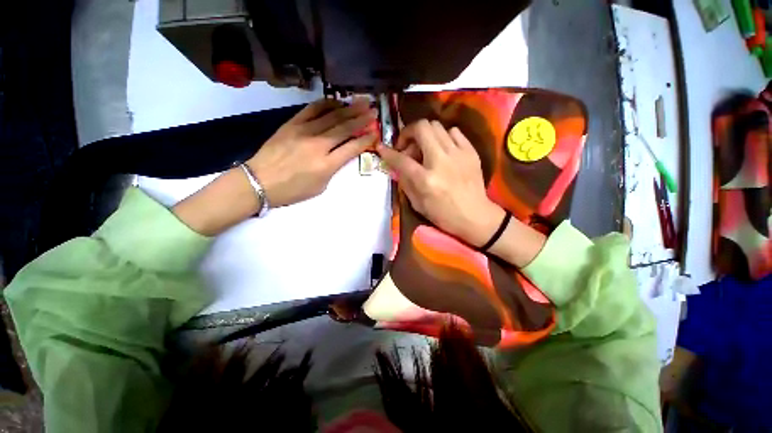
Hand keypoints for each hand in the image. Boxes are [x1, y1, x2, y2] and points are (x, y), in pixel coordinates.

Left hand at [247, 98, 378, 206]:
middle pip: (345, 128)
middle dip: (362, 119)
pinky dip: (326, 104)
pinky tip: (336, 101)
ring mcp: (304, 131)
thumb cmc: (293, 190)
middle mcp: (319, 145)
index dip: (366, 139)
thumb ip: (334, 169)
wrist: (260, 181)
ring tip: (361, 102)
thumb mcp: (320, 187)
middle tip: (373, 111)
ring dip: (349, 109)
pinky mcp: (292, 123)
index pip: (353, 148)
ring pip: (332, 116)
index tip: (375, 133)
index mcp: (327, 165)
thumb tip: (342, 154)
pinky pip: (312, 109)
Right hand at [376, 120, 504, 246]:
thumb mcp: (418, 204)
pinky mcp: (471, 152)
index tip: (381, 148)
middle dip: (408, 133)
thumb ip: (405, 182)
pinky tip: (443, 150)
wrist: (475, 216)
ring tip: (425, 149)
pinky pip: (453, 132)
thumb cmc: (444, 215)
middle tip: (407, 147)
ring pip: (436, 126)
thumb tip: (398, 166)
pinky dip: (443, 137)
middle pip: (421, 128)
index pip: (401, 159)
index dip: (388, 152)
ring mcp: (458, 153)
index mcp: (425, 179)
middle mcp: (441, 161)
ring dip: (425, 135)